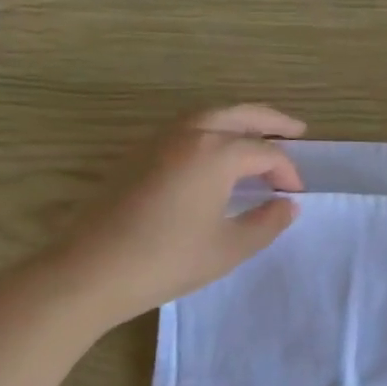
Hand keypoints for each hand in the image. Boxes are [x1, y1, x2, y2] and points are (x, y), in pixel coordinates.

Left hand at [49, 105, 304, 326]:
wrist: (89, 271)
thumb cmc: (167, 260)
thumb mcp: (230, 248)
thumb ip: (267, 222)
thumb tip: (287, 204)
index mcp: (215, 153)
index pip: (265, 152)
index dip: (287, 171)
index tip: (295, 194)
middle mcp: (188, 134)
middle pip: (238, 114)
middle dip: (270, 120)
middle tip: (297, 130)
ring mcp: (157, 141)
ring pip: (207, 116)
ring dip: (238, 121)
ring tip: (258, 136)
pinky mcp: (136, 155)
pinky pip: (184, 129)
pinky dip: (211, 131)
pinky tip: (215, 154)